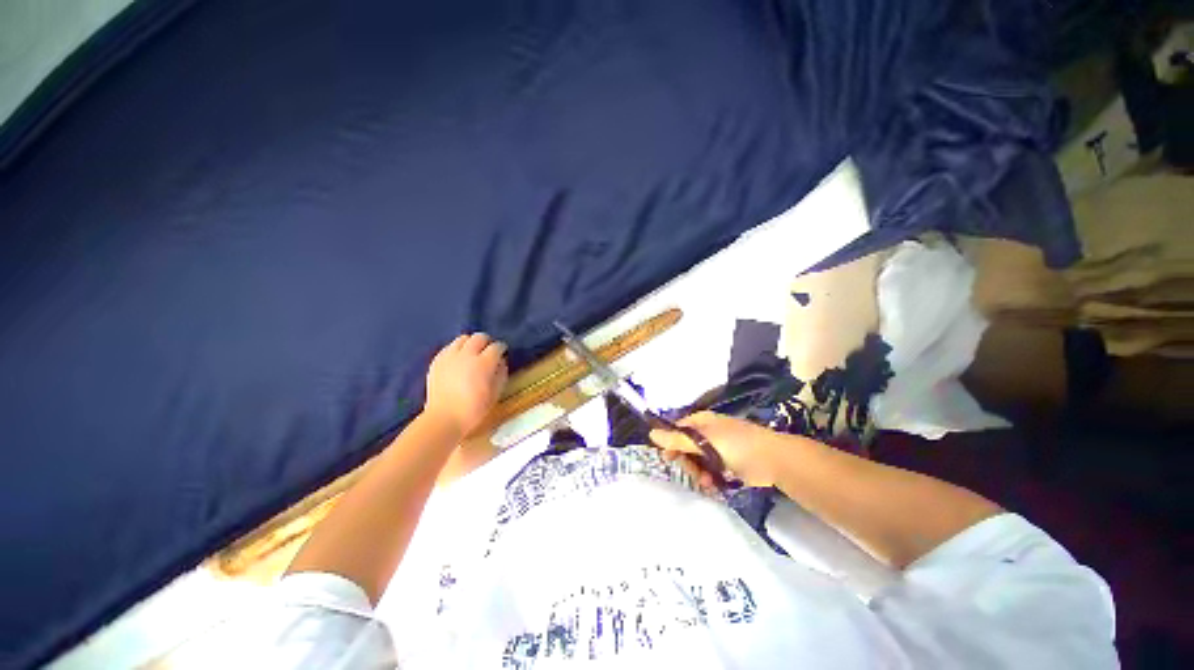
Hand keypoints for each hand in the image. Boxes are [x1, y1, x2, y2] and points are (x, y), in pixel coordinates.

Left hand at [424, 333, 508, 435]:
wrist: (444, 418)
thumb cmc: (473, 409)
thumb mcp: (495, 394)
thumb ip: (501, 374)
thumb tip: (502, 362)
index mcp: (483, 363)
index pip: (496, 347)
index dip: (501, 348)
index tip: (503, 352)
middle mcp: (467, 355)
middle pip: (479, 337)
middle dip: (487, 342)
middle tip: (488, 351)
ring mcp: (450, 356)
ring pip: (463, 338)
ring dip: (471, 343)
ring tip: (472, 353)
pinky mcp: (437, 361)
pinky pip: (449, 347)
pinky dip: (456, 349)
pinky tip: (458, 359)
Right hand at [649, 412, 781, 487]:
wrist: (774, 460)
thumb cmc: (736, 445)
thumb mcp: (703, 442)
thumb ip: (677, 440)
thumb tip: (651, 434)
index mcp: (700, 422)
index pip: (677, 430)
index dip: (670, 444)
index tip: (669, 458)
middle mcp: (707, 432)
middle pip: (686, 447)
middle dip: (687, 462)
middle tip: (692, 472)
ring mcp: (718, 448)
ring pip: (697, 461)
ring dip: (698, 473)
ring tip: (707, 482)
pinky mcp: (727, 463)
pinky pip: (710, 470)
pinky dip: (709, 479)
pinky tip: (713, 485)